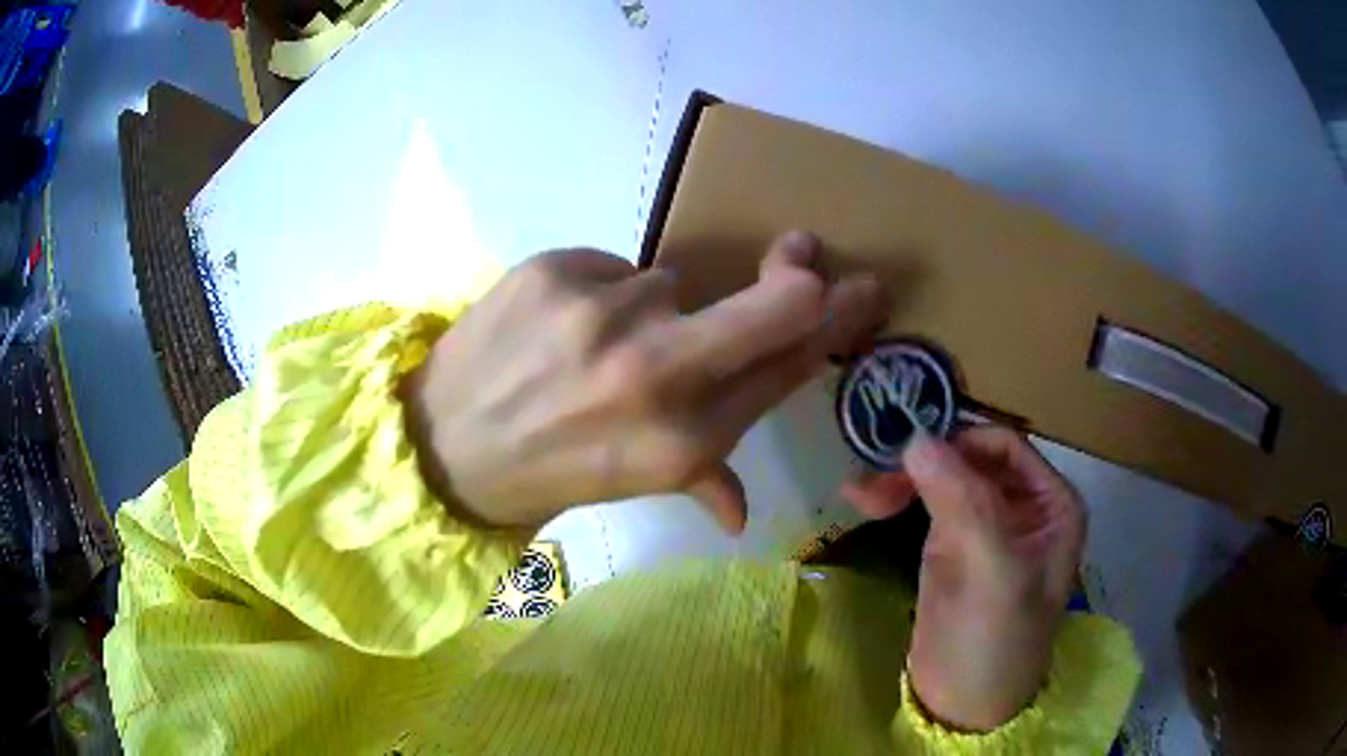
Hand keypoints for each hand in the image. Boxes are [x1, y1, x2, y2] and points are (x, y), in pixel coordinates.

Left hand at [404, 232, 887, 531]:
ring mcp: (605, 311)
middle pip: (776, 302)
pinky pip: (609, 266)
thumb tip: (742, 514)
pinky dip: (598, 291)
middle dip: (798, 277)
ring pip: (669, 281)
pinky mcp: (555, 269)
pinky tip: (560, 325)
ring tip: (595, 344)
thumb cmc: (544, 472)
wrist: (442, 446)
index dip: (836, 322)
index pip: (789, 364)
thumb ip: (703, 480)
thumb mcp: (631, 485)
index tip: (861, 289)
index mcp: (685, 438)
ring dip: (651, 307)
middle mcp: (657, 373)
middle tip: (801, 256)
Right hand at [841, 426, 1084, 730]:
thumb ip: (962, 502)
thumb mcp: (991, 571)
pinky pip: (925, 504)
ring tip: (859, 490)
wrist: (963, 704)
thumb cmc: (996, 640)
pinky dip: (896, 497)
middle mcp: (1022, 504)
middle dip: (924, 462)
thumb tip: (916, 437)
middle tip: (874, 474)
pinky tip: (864, 499)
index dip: (957, 441)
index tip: (905, 452)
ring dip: (903, 478)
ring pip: (944, 477)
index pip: (1003, 447)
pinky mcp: (951, 545)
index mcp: (1051, 503)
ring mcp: (986, 524)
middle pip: (970, 458)